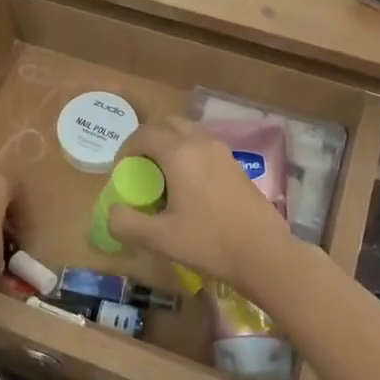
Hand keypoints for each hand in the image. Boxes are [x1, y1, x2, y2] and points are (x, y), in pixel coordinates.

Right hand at [105, 117, 298, 294]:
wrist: (266, 255)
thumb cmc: (209, 242)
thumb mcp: (159, 239)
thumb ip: (127, 223)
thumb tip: (113, 212)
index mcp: (179, 153)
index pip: (144, 134)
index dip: (126, 149)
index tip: (121, 173)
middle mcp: (202, 144)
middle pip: (169, 125)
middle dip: (150, 141)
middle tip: (142, 170)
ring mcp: (224, 153)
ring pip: (190, 135)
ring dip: (172, 147)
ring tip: (166, 180)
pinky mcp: (238, 168)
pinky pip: (206, 150)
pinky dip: (192, 157)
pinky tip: (192, 191)